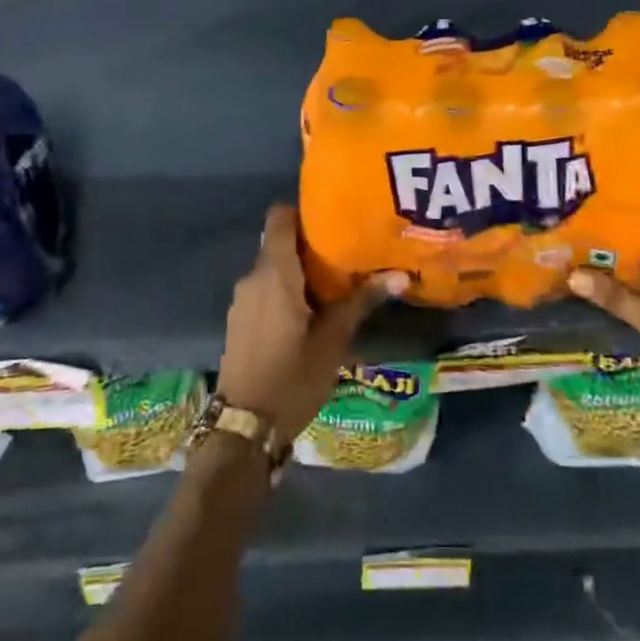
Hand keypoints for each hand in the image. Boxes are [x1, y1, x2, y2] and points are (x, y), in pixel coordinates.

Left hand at [216, 204, 407, 441]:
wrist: (244, 429)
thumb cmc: (292, 378)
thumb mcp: (333, 341)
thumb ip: (361, 302)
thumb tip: (399, 274)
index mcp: (274, 273)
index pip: (279, 217)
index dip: (303, 211)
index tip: (333, 219)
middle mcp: (253, 278)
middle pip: (278, 242)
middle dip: (310, 245)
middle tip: (348, 253)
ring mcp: (242, 300)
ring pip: (272, 268)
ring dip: (299, 271)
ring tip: (335, 283)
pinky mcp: (240, 321)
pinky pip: (264, 290)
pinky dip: (286, 291)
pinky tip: (311, 312)